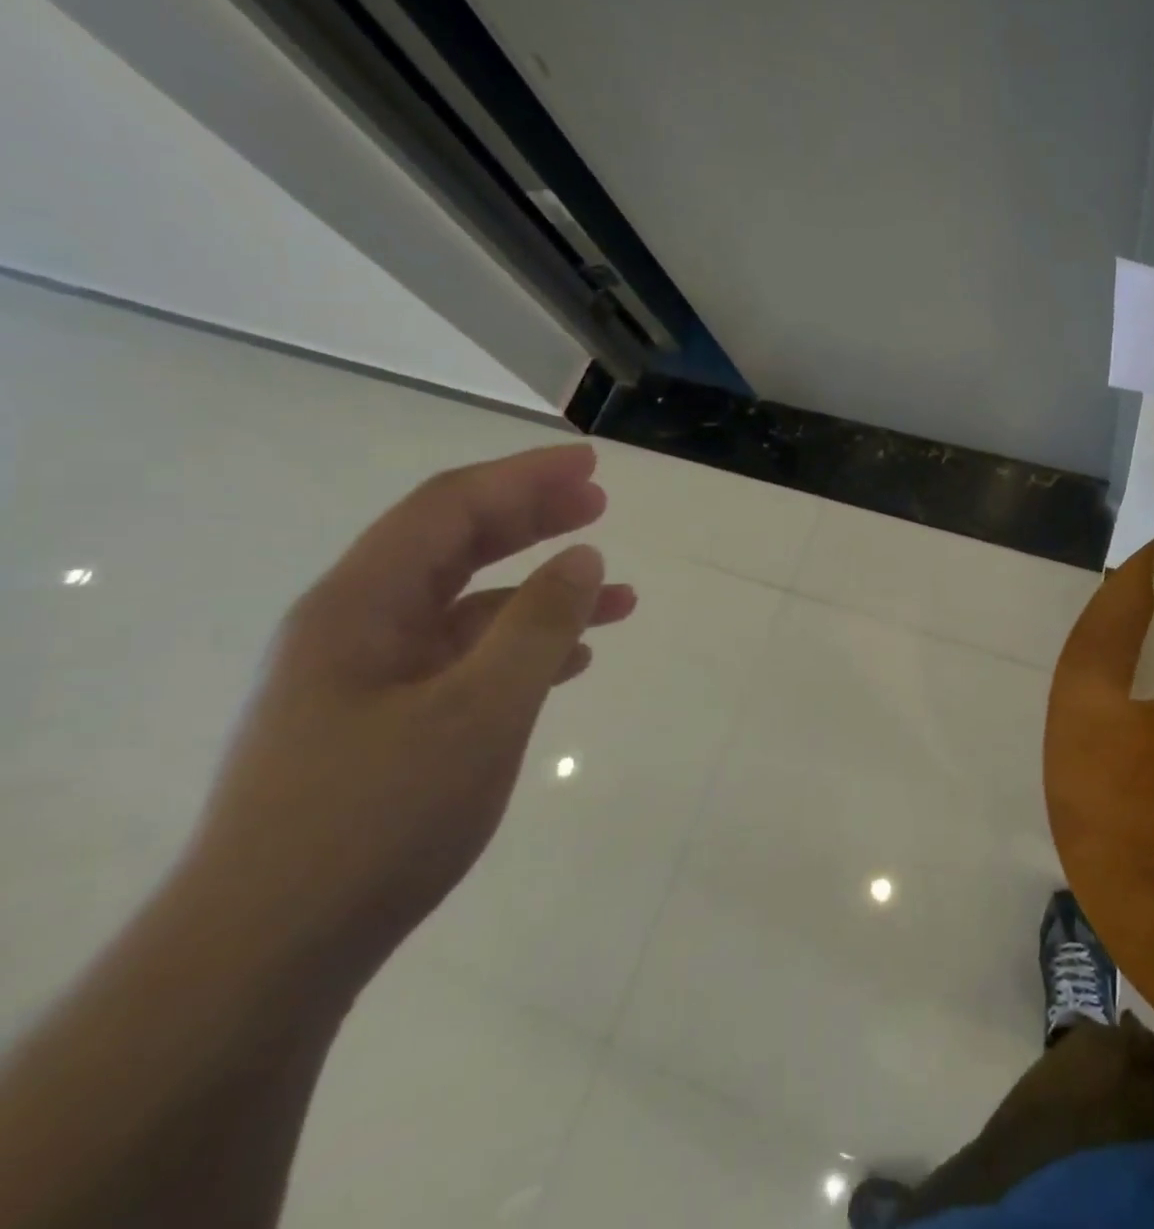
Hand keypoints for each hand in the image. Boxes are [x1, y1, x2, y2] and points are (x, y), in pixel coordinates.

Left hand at [185, 445, 634, 989]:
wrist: (267, 956)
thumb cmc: (376, 818)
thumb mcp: (479, 711)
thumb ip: (537, 625)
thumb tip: (583, 558)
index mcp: (359, 606)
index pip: (448, 509)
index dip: (524, 478)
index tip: (591, 468)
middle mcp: (356, 628)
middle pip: (454, 546)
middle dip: (531, 519)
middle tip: (600, 506)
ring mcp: (369, 680)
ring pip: (468, 607)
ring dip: (540, 592)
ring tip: (616, 596)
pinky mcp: (385, 725)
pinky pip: (466, 660)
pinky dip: (522, 647)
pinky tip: (569, 662)